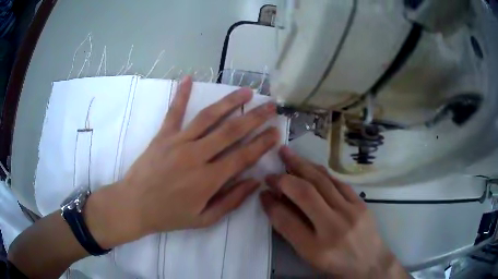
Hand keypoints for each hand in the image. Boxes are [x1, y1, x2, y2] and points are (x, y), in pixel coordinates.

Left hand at [92, 76, 278, 243]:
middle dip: (255, 117)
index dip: (262, 143)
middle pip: (231, 131)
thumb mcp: (204, 219)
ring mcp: (178, 142)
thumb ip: (231, 201)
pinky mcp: (162, 136)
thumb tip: (255, 182)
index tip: (276, 132)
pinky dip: (181, 94)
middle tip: (271, 106)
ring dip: (230, 102)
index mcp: (208, 179)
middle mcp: (196, 156)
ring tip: (247, 92)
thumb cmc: (169, 215)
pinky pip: (174, 112)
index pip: (243, 156)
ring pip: (208, 117)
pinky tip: (188, 78)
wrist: (134, 205)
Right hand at [260, 147, 408, 278]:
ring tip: (287, 153)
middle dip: (284, 178)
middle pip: (305, 194)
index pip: (286, 221)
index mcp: (316, 248)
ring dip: (302, 165)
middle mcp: (333, 228)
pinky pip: (338, 182)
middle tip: (271, 169)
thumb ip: (293, 232)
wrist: (370, 262)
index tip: (262, 192)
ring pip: (322, 182)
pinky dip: (321, 172)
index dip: (271, 205)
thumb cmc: (336, 263)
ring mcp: (350, 212)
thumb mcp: (310, 256)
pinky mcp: (361, 203)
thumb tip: (276, 204)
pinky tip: (311, 166)